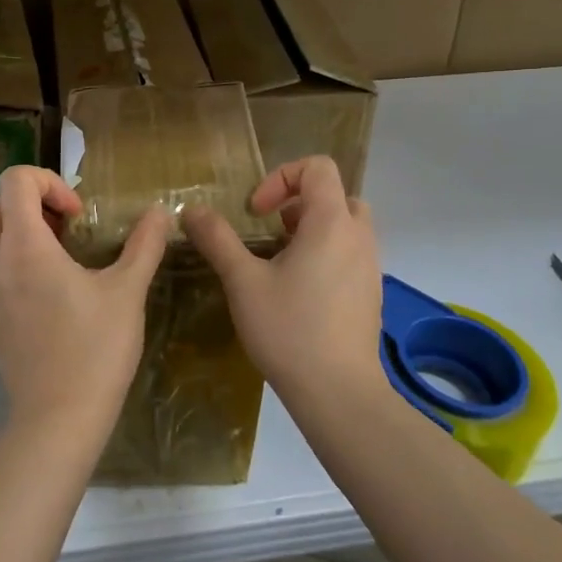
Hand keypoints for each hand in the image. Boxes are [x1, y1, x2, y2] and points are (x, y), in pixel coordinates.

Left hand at [0, 166, 170, 431]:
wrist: (57, 418)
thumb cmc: (95, 350)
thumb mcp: (128, 292)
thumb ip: (144, 245)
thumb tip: (161, 212)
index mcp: (25, 246)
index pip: (14, 180)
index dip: (48, 182)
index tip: (77, 215)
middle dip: (25, 202)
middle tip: (63, 227)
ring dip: (11, 229)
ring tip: (52, 253)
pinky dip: (6, 257)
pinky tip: (43, 284)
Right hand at [184, 156, 381, 392]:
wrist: (339, 393)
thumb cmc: (289, 330)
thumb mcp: (243, 281)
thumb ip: (217, 239)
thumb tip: (191, 210)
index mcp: (331, 223)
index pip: (318, 167)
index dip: (281, 177)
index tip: (256, 212)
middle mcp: (359, 237)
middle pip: (336, 194)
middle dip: (298, 203)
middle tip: (270, 231)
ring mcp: (370, 266)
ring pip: (345, 226)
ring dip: (311, 229)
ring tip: (280, 260)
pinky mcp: (370, 293)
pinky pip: (350, 253)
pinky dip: (325, 254)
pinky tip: (298, 291)